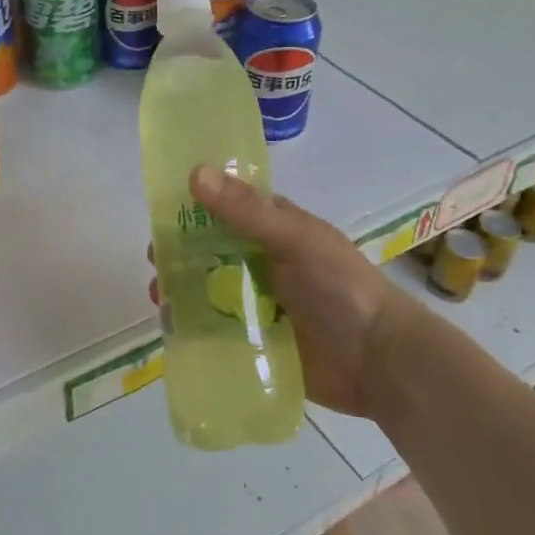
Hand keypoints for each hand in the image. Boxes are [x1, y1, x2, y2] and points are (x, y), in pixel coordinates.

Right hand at [151, 165, 402, 419]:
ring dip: (182, 291)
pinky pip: (216, 331)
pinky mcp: (256, 343)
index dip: (196, 207)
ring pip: (210, 291)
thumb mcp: (295, 240)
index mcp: (277, 232)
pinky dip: (193, 328)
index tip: (161, 212)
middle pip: (213, 253)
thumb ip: (246, 212)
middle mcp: (265, 264)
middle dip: (181, 255)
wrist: (377, 361)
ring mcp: (260, 306)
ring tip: (159, 298)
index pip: (229, 210)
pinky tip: (172, 330)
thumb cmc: (340, 288)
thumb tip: (195, 173)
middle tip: (157, 262)